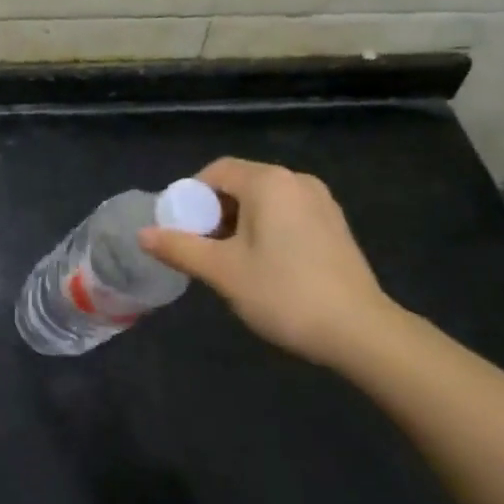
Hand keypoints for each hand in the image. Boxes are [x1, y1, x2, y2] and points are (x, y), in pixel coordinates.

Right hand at [137, 157, 406, 365]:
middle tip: (201, 250)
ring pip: (264, 201)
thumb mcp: (223, 272)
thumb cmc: (284, 293)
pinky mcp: (335, 225)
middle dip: (214, 212)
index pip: (216, 171)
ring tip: (230, 262)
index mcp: (268, 182)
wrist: (361, 331)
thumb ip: (180, 248)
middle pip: (240, 184)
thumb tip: (142, 234)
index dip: (190, 196)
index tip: (180, 230)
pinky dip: (266, 229)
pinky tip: (265, 266)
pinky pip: (288, 214)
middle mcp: (296, 180)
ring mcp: (321, 202)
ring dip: (239, 223)